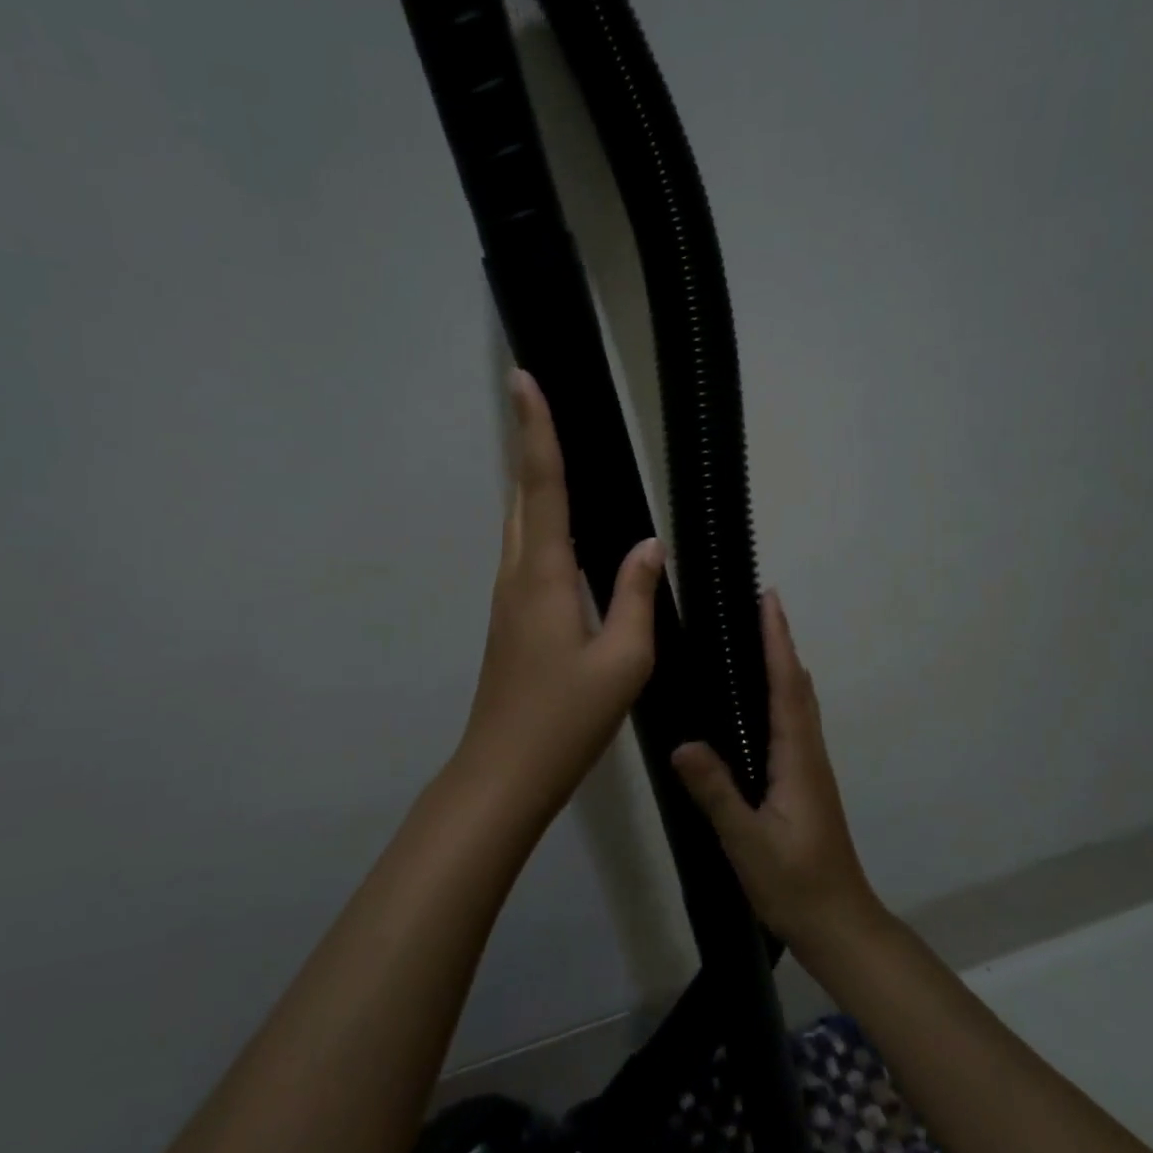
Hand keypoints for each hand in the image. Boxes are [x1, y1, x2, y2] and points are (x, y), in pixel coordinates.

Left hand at [449, 370, 664, 821]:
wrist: (504, 772)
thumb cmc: (566, 719)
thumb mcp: (622, 661)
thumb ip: (635, 596)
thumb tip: (648, 545)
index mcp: (544, 576)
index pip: (543, 486)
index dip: (537, 430)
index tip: (524, 380)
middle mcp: (517, 575)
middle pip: (523, 495)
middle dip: (531, 444)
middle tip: (539, 400)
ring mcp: (507, 599)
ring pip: (520, 524)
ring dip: (534, 483)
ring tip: (555, 450)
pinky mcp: (509, 619)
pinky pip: (525, 553)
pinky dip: (540, 522)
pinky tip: (563, 530)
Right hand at [672, 592, 884, 957]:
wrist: (838, 923)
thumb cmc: (794, 883)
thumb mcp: (748, 841)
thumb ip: (716, 792)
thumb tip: (682, 742)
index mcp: (797, 758)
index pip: (786, 687)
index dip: (777, 642)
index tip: (768, 600)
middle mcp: (808, 754)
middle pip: (797, 685)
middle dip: (780, 642)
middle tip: (759, 606)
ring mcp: (810, 768)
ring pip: (799, 703)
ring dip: (784, 664)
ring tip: (760, 638)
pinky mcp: (804, 782)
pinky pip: (794, 722)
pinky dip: (783, 693)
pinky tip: (763, 701)